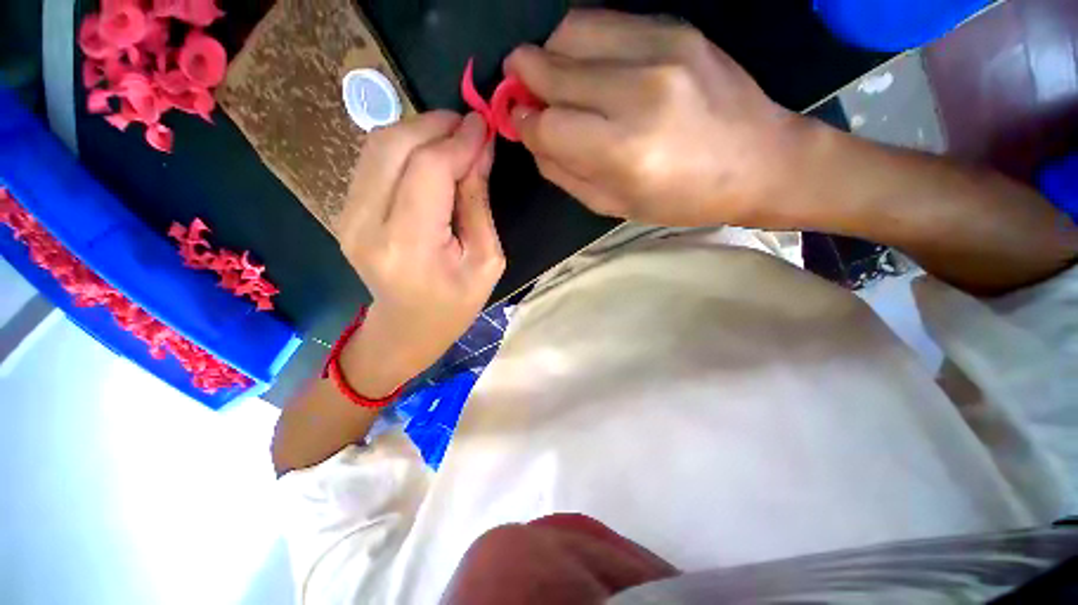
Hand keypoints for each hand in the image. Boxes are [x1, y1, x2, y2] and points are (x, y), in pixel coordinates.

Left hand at [333, 111, 504, 396]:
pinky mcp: (344, 212)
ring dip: (419, 131)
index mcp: (409, 247)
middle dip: (435, 125)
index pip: (429, 170)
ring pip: (377, 146)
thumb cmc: (455, 304)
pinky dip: (404, 147)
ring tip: (453, 138)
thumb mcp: (486, 260)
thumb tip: (480, 149)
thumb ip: (479, 203)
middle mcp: (366, 226)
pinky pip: (372, 161)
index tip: (484, 125)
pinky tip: (429, 156)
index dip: (459, 141)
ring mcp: (346, 217)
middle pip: (394, 146)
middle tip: (469, 126)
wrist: (407, 328)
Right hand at [505, 10, 802, 226]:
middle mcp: (638, 94)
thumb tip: (531, 138)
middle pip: (552, 70)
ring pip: (572, 31)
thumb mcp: (614, 206)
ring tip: (551, 76)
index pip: (548, 126)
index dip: (524, 124)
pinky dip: (580, 39)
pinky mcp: (675, 28)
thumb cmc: (681, 199)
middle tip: (519, 90)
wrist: (758, 160)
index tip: (520, 124)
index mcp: (624, 152)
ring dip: (549, 53)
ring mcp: (660, 50)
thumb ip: (564, 173)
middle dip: (523, 81)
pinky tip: (586, 63)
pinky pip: (605, 19)